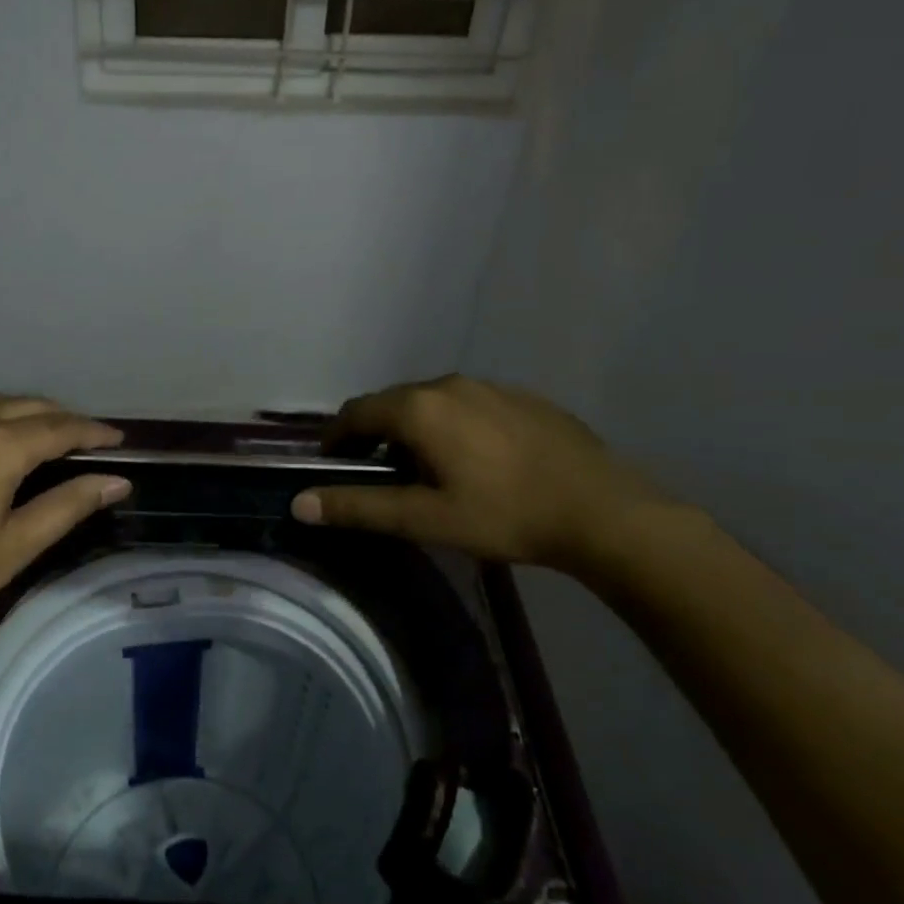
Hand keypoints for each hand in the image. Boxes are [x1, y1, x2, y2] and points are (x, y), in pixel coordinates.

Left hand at [0, 396, 129, 671]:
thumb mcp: (15, 547)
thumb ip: (70, 505)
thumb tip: (119, 481)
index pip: (58, 427)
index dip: (92, 432)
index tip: (118, 440)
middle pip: (24, 406)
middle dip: (60, 419)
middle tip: (85, 440)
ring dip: (20, 414)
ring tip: (42, 435)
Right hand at [290, 376, 662, 570]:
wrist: (603, 511)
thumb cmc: (505, 515)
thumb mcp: (425, 518)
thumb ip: (359, 507)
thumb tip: (300, 503)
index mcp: (419, 408)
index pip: (356, 412)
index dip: (336, 439)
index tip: (333, 466)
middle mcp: (449, 384)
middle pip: (392, 403)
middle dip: (374, 434)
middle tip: (375, 474)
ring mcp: (490, 386)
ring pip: (432, 402)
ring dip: (413, 429)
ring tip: (424, 470)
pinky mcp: (522, 397)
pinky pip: (468, 404)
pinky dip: (451, 425)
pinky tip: (475, 461)